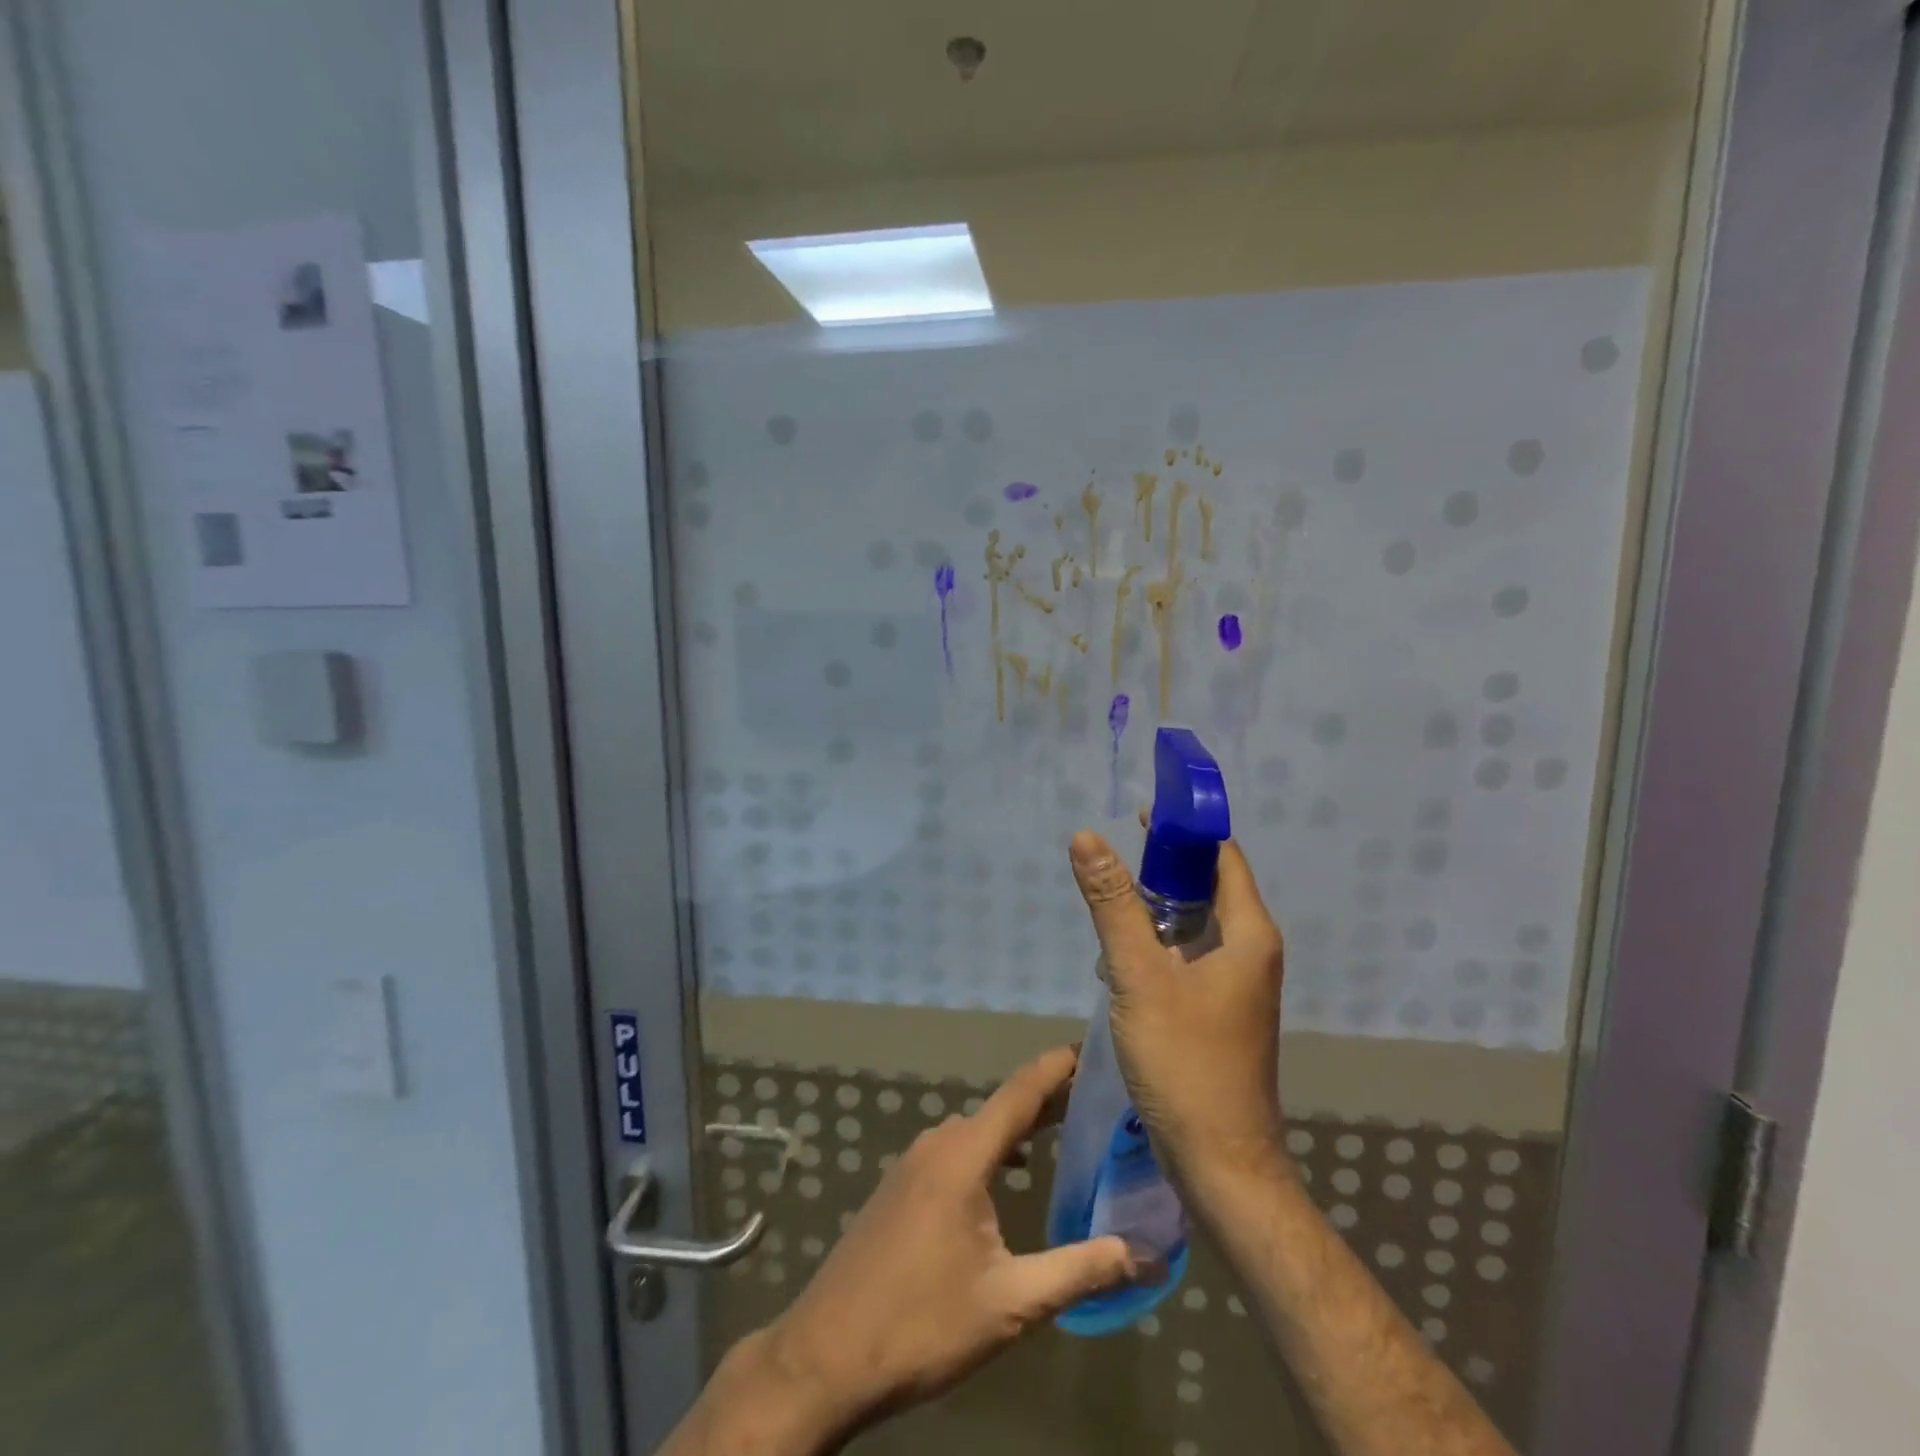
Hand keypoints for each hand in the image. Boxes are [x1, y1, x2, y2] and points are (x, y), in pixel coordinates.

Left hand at [752, 1047, 1137, 1444]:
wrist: (825, 1355)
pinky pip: (956, 1149)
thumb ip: (1080, 1271)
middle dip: (1049, 1100)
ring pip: (977, 1129)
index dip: (1058, 1067)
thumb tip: (1145, 1254)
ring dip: (1019, 1126)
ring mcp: (913, 1162)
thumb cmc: (922, 1323)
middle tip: (1097, 1099)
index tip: (1093, 1049)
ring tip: (1063, 1132)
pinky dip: (991, 1148)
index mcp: (964, 1154)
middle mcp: (938, 1142)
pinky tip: (1009, 1174)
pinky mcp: (900, 1185)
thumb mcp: (1011, 1302)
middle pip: (1002, 1107)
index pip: (1021, 1091)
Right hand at [1067, 831, 1287, 1196]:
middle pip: (1208, 887)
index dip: (1184, 830)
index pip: (1221, 855)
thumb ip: (1113, 905)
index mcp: (1248, 934)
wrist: (1221, 1163)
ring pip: (1196, 924)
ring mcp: (1239, 984)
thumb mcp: (1139, 976)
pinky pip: (1190, 956)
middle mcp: (1252, 952)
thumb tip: (1088, 837)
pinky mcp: (1221, 1010)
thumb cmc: (1185, 1062)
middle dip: (1162, 867)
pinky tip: (1121, 955)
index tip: (1138, 814)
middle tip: (1112, 858)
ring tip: (1109, 904)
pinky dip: (1159, 943)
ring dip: (1156, 908)